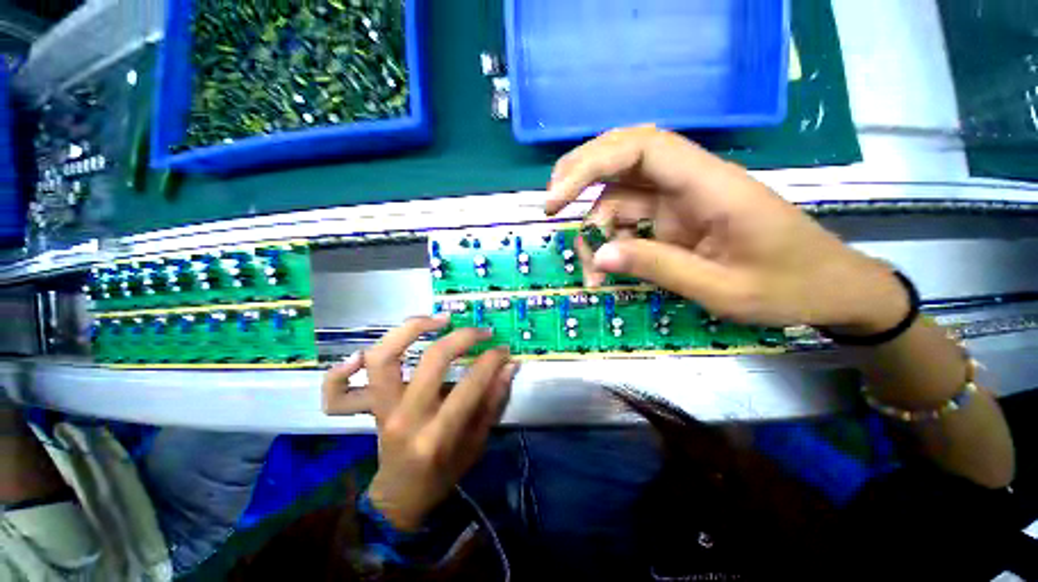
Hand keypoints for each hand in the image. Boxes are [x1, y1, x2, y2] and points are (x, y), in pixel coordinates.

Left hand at [325, 315, 516, 530]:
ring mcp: (381, 411)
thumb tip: (508, 366)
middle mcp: (406, 418)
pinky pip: (338, 389)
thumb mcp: (477, 444)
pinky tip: (363, 353)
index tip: (503, 350)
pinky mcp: (368, 408)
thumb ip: (493, 402)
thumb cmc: (444, 474)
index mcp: (438, 436)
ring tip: (437, 319)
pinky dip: (346, 367)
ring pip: (384, 357)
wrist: (401, 497)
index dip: (491, 360)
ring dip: (410, 329)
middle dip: (462, 337)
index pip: (470, 385)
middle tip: (481, 332)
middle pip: (431, 360)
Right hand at [546, 125, 906, 333]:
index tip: (556, 199)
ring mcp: (680, 200)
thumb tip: (598, 257)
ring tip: (592, 274)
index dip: (591, 164)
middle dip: (579, 178)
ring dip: (595, 230)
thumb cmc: (789, 287)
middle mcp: (689, 182)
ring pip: (618, 197)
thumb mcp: (721, 288)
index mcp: (710, 185)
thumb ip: (658, 267)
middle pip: (622, 158)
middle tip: (551, 209)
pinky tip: (608, 269)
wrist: (829, 288)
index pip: (641, 148)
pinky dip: (611, 242)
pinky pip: (629, 220)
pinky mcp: (675, 218)